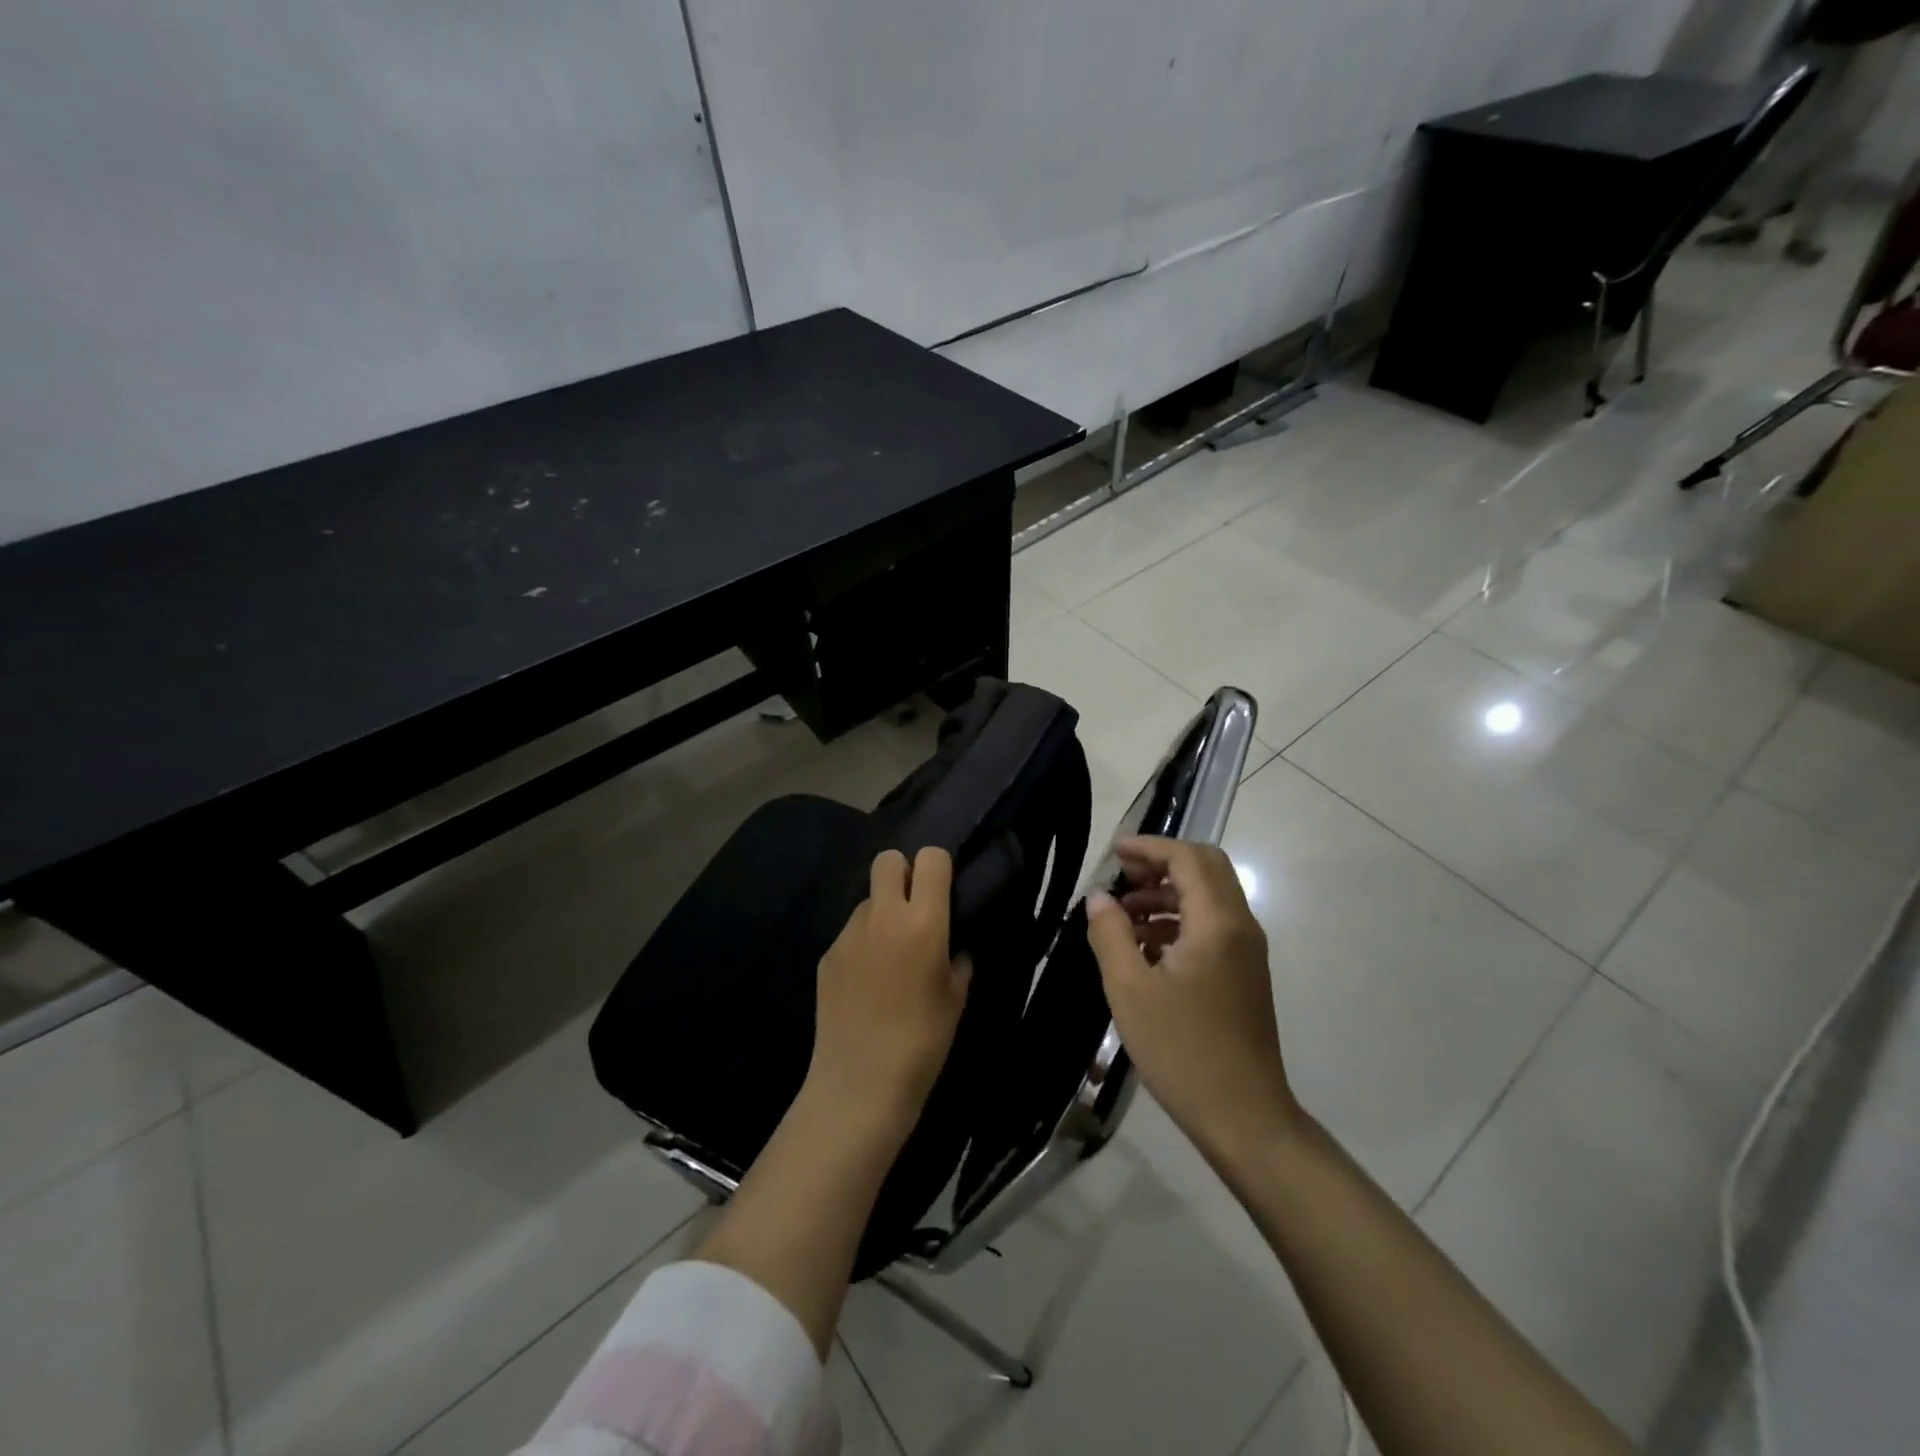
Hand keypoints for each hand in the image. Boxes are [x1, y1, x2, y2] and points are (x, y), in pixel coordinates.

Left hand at [808, 847, 972, 1133]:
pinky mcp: (827, 955)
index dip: (938, 867)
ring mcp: (849, 933)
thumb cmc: (923, 1041)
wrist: (861, 1083)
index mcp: (923, 921)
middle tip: (914, 909)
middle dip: (903, 873)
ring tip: (889, 954)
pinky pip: (851, 932)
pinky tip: (867, 981)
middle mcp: (883, 915)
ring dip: (882, 912)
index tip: (943, 890)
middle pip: (888, 859)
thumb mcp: (956, 997)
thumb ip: (958, 958)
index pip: (930, 858)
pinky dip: (863, 943)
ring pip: (868, 899)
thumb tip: (952, 944)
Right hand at [1085, 836, 1298, 1168]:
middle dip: (1161, 863)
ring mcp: (1246, 952)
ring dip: (1167, 893)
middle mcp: (1240, 927)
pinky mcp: (1243, 975)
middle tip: (1120, 876)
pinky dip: (1178, 920)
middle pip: (1206, 868)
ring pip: (1209, 898)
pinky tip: (1144, 947)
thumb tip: (1099, 897)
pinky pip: (1211, 927)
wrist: (1244, 1117)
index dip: (1149, 847)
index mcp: (1218, 922)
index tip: (1113, 852)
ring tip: (1122, 914)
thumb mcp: (1130, 990)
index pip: (1188, 858)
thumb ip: (1110, 934)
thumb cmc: (1183, 1050)